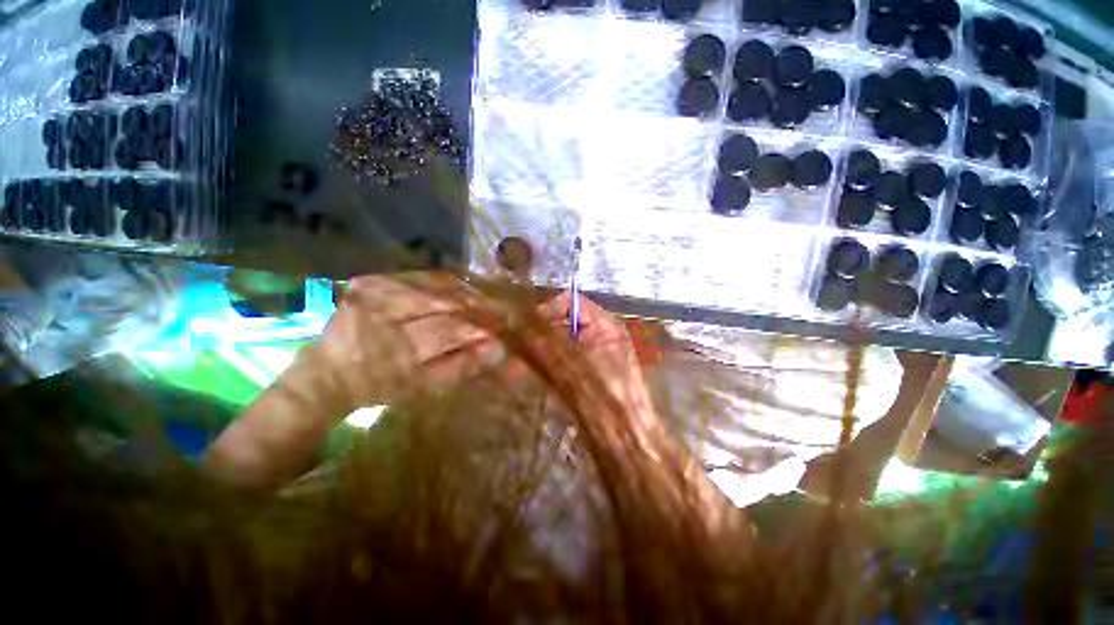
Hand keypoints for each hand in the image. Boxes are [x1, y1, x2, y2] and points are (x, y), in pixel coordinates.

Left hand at [305, 272, 504, 411]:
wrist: (325, 373)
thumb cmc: (377, 388)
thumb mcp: (421, 387)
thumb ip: (460, 365)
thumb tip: (494, 347)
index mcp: (395, 348)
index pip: (449, 329)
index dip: (478, 325)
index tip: (501, 324)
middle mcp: (383, 314)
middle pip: (442, 301)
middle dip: (474, 303)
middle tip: (496, 306)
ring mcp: (374, 293)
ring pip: (432, 284)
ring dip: (462, 290)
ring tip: (482, 296)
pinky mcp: (370, 281)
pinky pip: (417, 276)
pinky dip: (442, 281)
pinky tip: (458, 287)